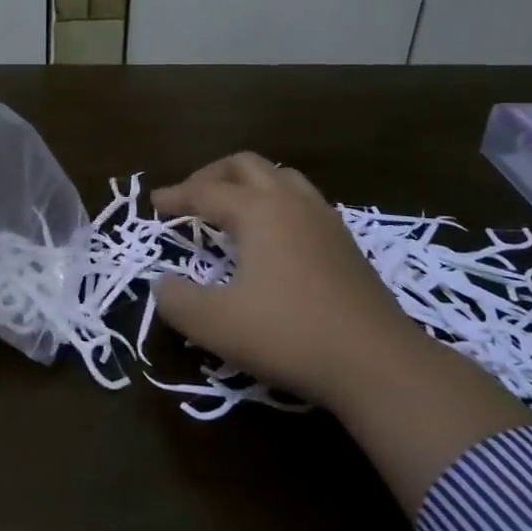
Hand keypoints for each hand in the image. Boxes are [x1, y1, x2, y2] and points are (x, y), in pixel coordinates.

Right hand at [154, 152, 531, 514]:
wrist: (378, 364)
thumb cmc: (289, 335)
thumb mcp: (215, 324)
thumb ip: (176, 301)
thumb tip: (160, 285)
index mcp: (258, 211)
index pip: (206, 191)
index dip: (175, 196)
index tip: (153, 204)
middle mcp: (292, 203)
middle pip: (246, 166)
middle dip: (211, 175)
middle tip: (190, 197)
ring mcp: (325, 220)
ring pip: (281, 177)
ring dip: (248, 183)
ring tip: (230, 207)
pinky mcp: (346, 244)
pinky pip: (303, 200)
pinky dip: (275, 202)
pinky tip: (273, 236)